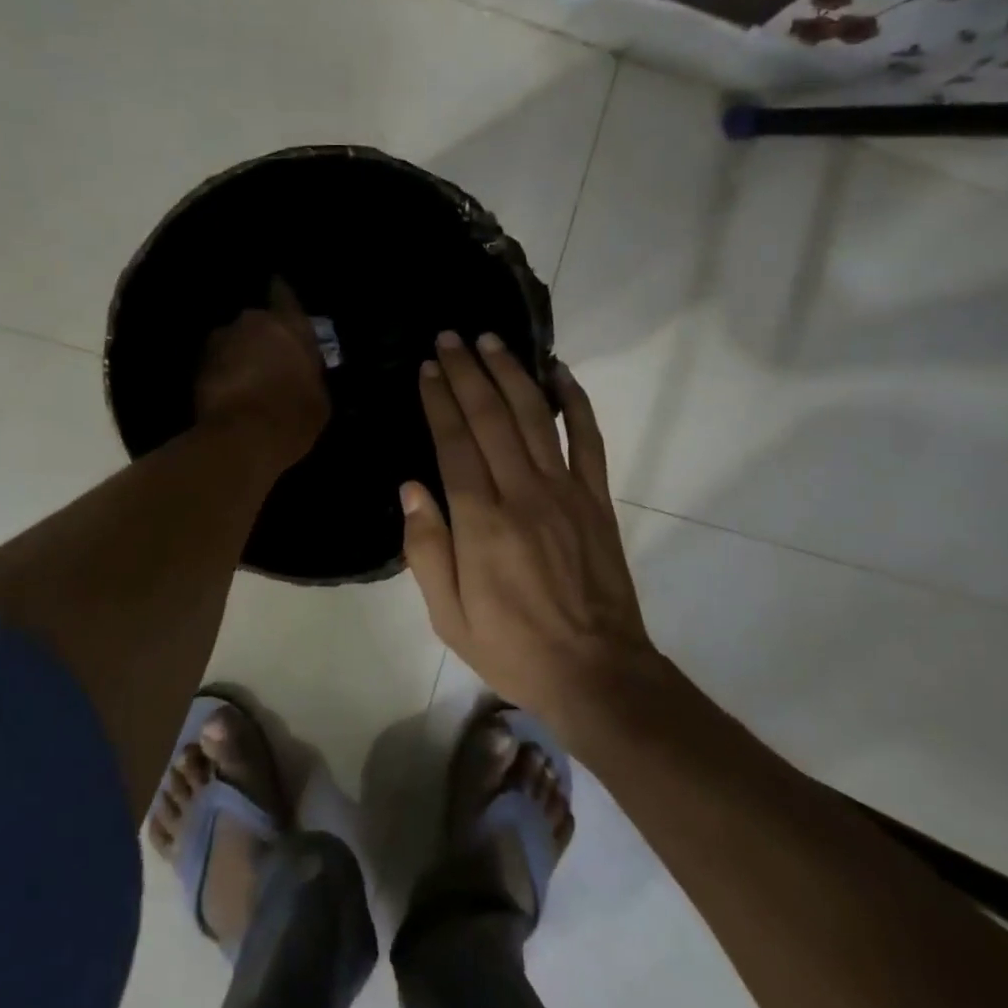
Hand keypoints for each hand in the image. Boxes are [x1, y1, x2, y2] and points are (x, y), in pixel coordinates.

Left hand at [196, 278, 329, 468]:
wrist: (242, 438)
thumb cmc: (293, 416)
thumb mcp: (320, 397)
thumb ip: (309, 372)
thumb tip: (301, 371)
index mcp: (289, 325)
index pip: (285, 296)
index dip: (282, 296)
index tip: (279, 292)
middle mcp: (252, 322)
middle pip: (257, 323)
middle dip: (262, 336)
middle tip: (270, 357)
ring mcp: (220, 342)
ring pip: (234, 342)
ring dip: (240, 354)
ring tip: (249, 379)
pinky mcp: (197, 366)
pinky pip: (217, 363)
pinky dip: (224, 373)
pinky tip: (233, 393)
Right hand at [400, 332, 652, 727]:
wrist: (596, 671)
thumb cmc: (513, 647)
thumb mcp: (449, 617)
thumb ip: (426, 550)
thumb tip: (411, 488)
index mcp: (482, 523)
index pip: (455, 443)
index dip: (439, 400)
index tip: (427, 368)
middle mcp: (524, 494)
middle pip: (491, 417)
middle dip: (468, 371)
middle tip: (450, 337)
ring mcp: (566, 491)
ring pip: (535, 417)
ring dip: (511, 373)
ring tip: (491, 340)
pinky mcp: (596, 498)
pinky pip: (588, 438)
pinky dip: (575, 401)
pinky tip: (560, 373)